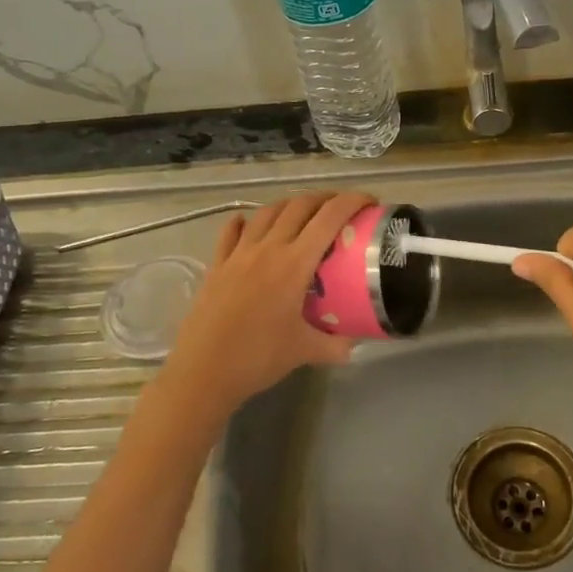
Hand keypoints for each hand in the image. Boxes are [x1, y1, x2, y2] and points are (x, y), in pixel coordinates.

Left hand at [158, 191, 374, 421]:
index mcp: (294, 264)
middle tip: (341, 208)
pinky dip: (245, 222)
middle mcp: (268, 249)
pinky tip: (249, 223)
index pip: (329, 218)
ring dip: (290, 204)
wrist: (203, 372)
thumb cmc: (258, 358)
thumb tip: (354, 343)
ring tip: (303, 213)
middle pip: (299, 206)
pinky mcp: (217, 265)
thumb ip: (335, 345)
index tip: (369, 201)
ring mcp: (239, 254)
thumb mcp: (304, 352)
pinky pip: (231, 232)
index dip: (352, 202)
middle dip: (324, 198)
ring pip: (267, 212)